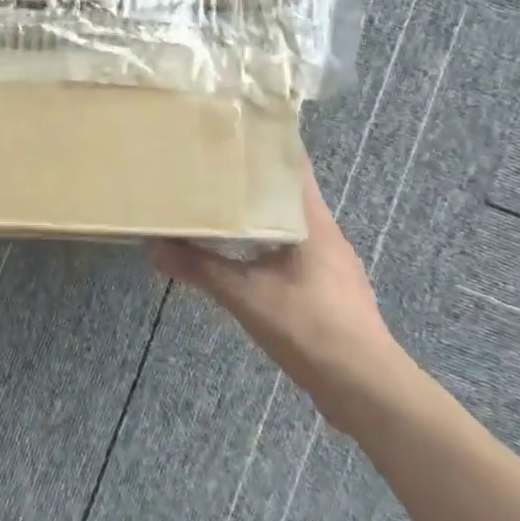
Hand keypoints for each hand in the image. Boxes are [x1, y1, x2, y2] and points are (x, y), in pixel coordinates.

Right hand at [149, 170, 418, 434]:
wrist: (365, 389)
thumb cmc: (310, 328)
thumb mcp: (246, 296)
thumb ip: (200, 269)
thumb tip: (154, 248)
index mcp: (313, 223)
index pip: (294, 167)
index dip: (265, 146)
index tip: (231, 132)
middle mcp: (326, 235)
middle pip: (287, 194)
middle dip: (251, 180)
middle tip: (210, 168)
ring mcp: (330, 264)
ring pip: (288, 225)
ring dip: (257, 215)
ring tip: (217, 207)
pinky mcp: (327, 290)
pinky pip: (291, 252)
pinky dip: (264, 244)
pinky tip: (239, 256)